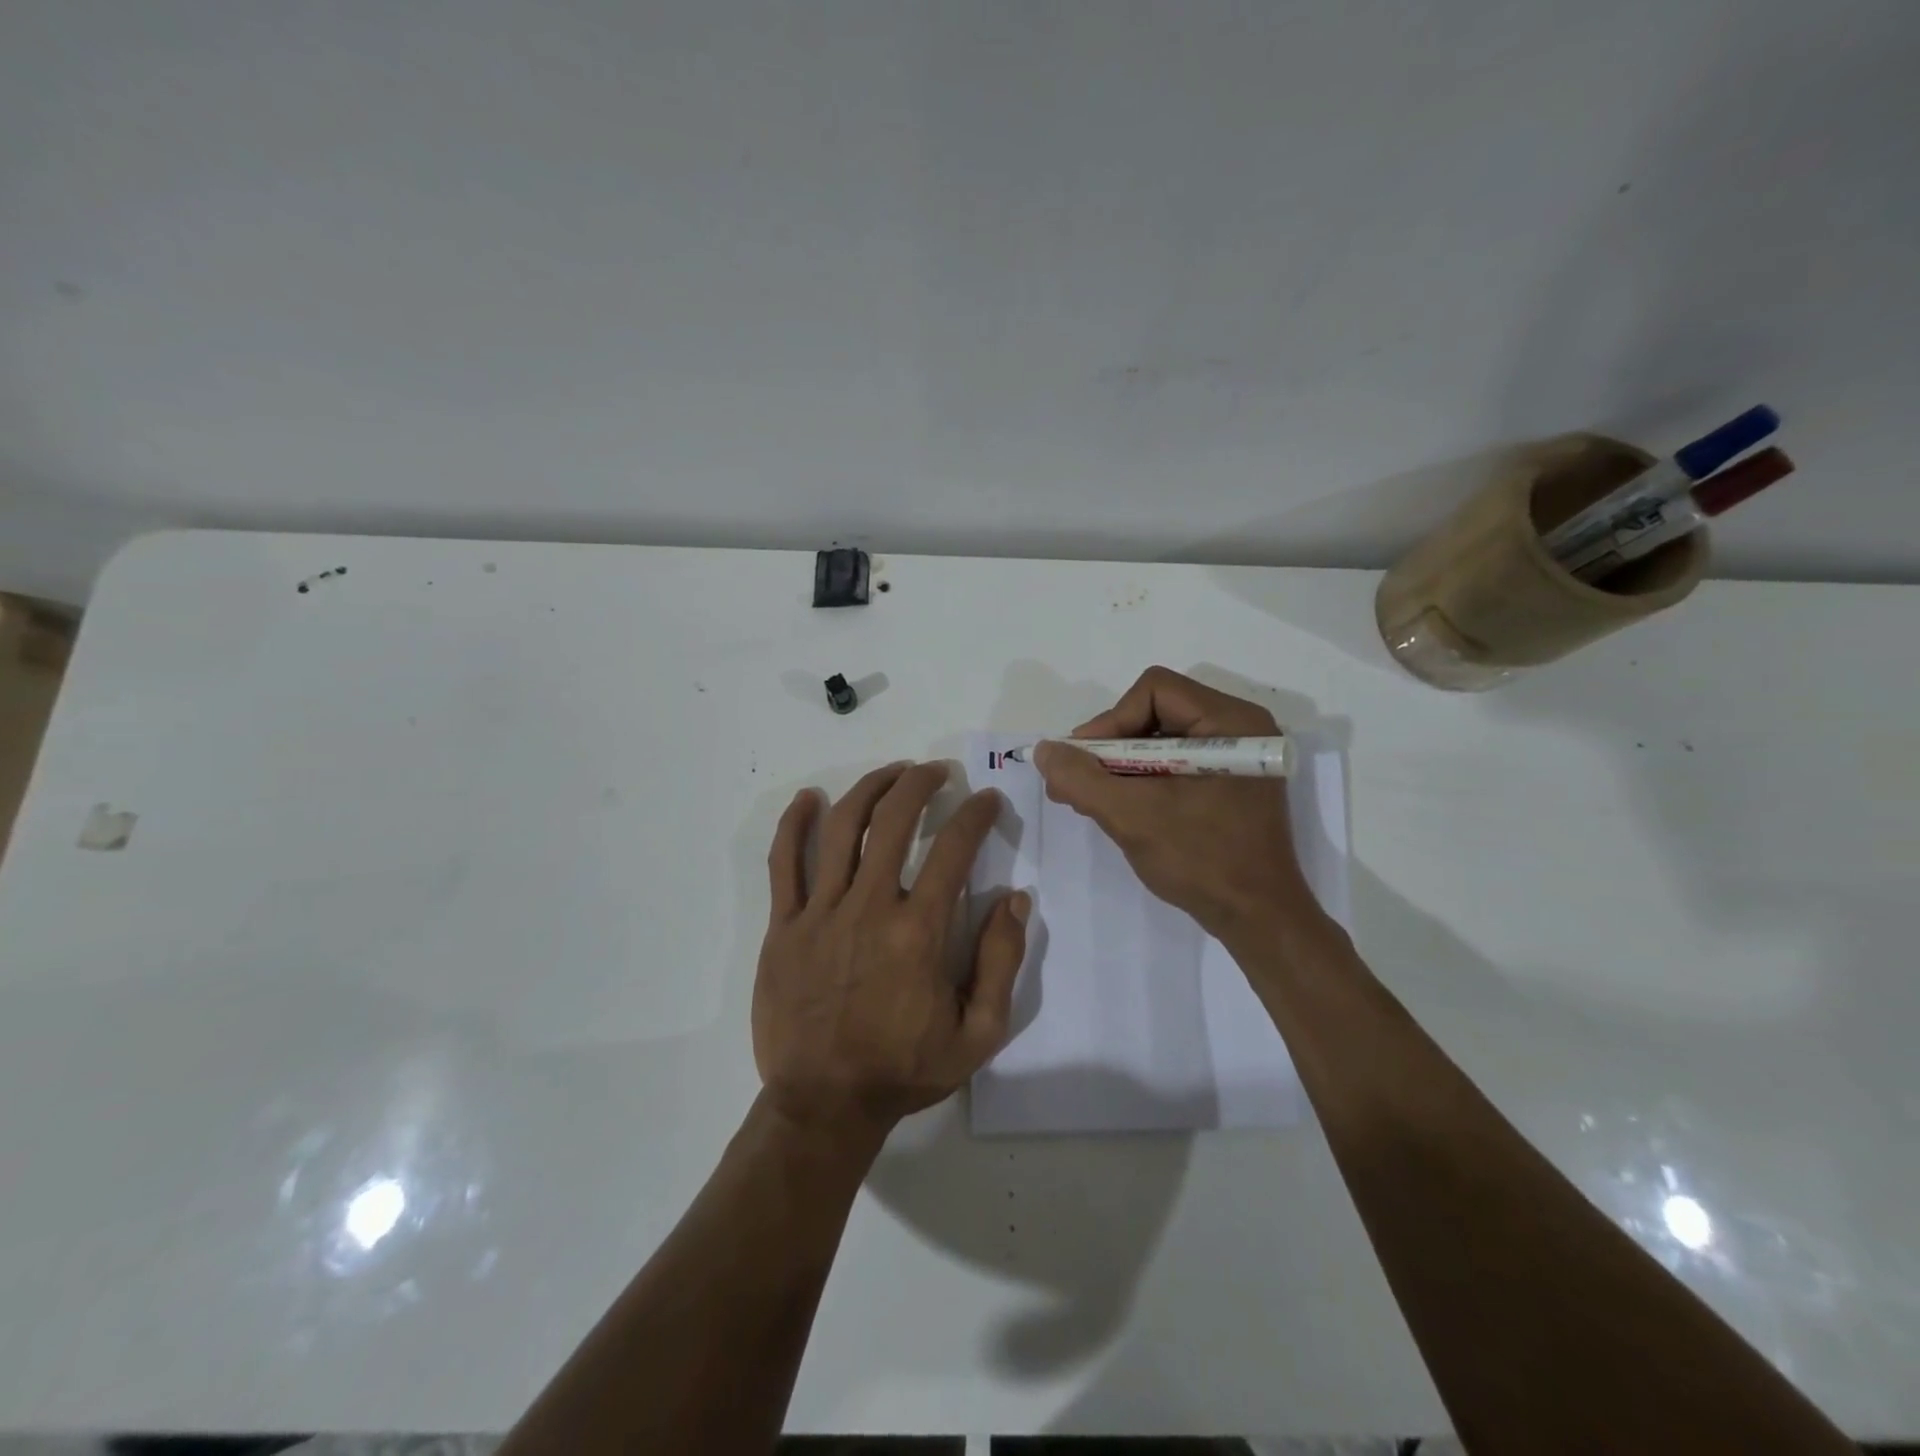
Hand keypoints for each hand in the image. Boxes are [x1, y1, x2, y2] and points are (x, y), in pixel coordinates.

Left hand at [754, 762, 1029, 1143]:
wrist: (823, 1106)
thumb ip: (1001, 962)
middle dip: (919, 784)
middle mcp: (869, 908)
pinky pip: (783, 863)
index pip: (954, 850)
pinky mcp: (783, 926)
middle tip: (935, 772)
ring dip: (869, 789)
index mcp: (919, 932)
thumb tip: (1015, 898)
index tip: (987, 800)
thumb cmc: (903, 1070)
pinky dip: (794, 824)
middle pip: (893, 822)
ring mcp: (820, 913)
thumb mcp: (978, 1034)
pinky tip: (808, 799)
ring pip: (841, 829)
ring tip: (891, 773)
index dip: (975, 815)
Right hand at [1033, 667, 1324, 939]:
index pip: (1154, 691)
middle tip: (1080, 784)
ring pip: (1160, 739)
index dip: (1111, 721)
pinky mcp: (1229, 782)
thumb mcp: (1133, 816)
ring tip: (1092, 800)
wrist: (1258, 920)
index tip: (1085, 763)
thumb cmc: (1202, 860)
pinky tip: (1119, 808)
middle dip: (1111, 747)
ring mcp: (1236, 757)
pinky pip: (1174, 763)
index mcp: (1231, 722)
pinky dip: (1141, 780)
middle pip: (1155, 712)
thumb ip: (1082, 778)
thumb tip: (1045, 750)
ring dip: (1121, 767)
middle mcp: (1239, 728)